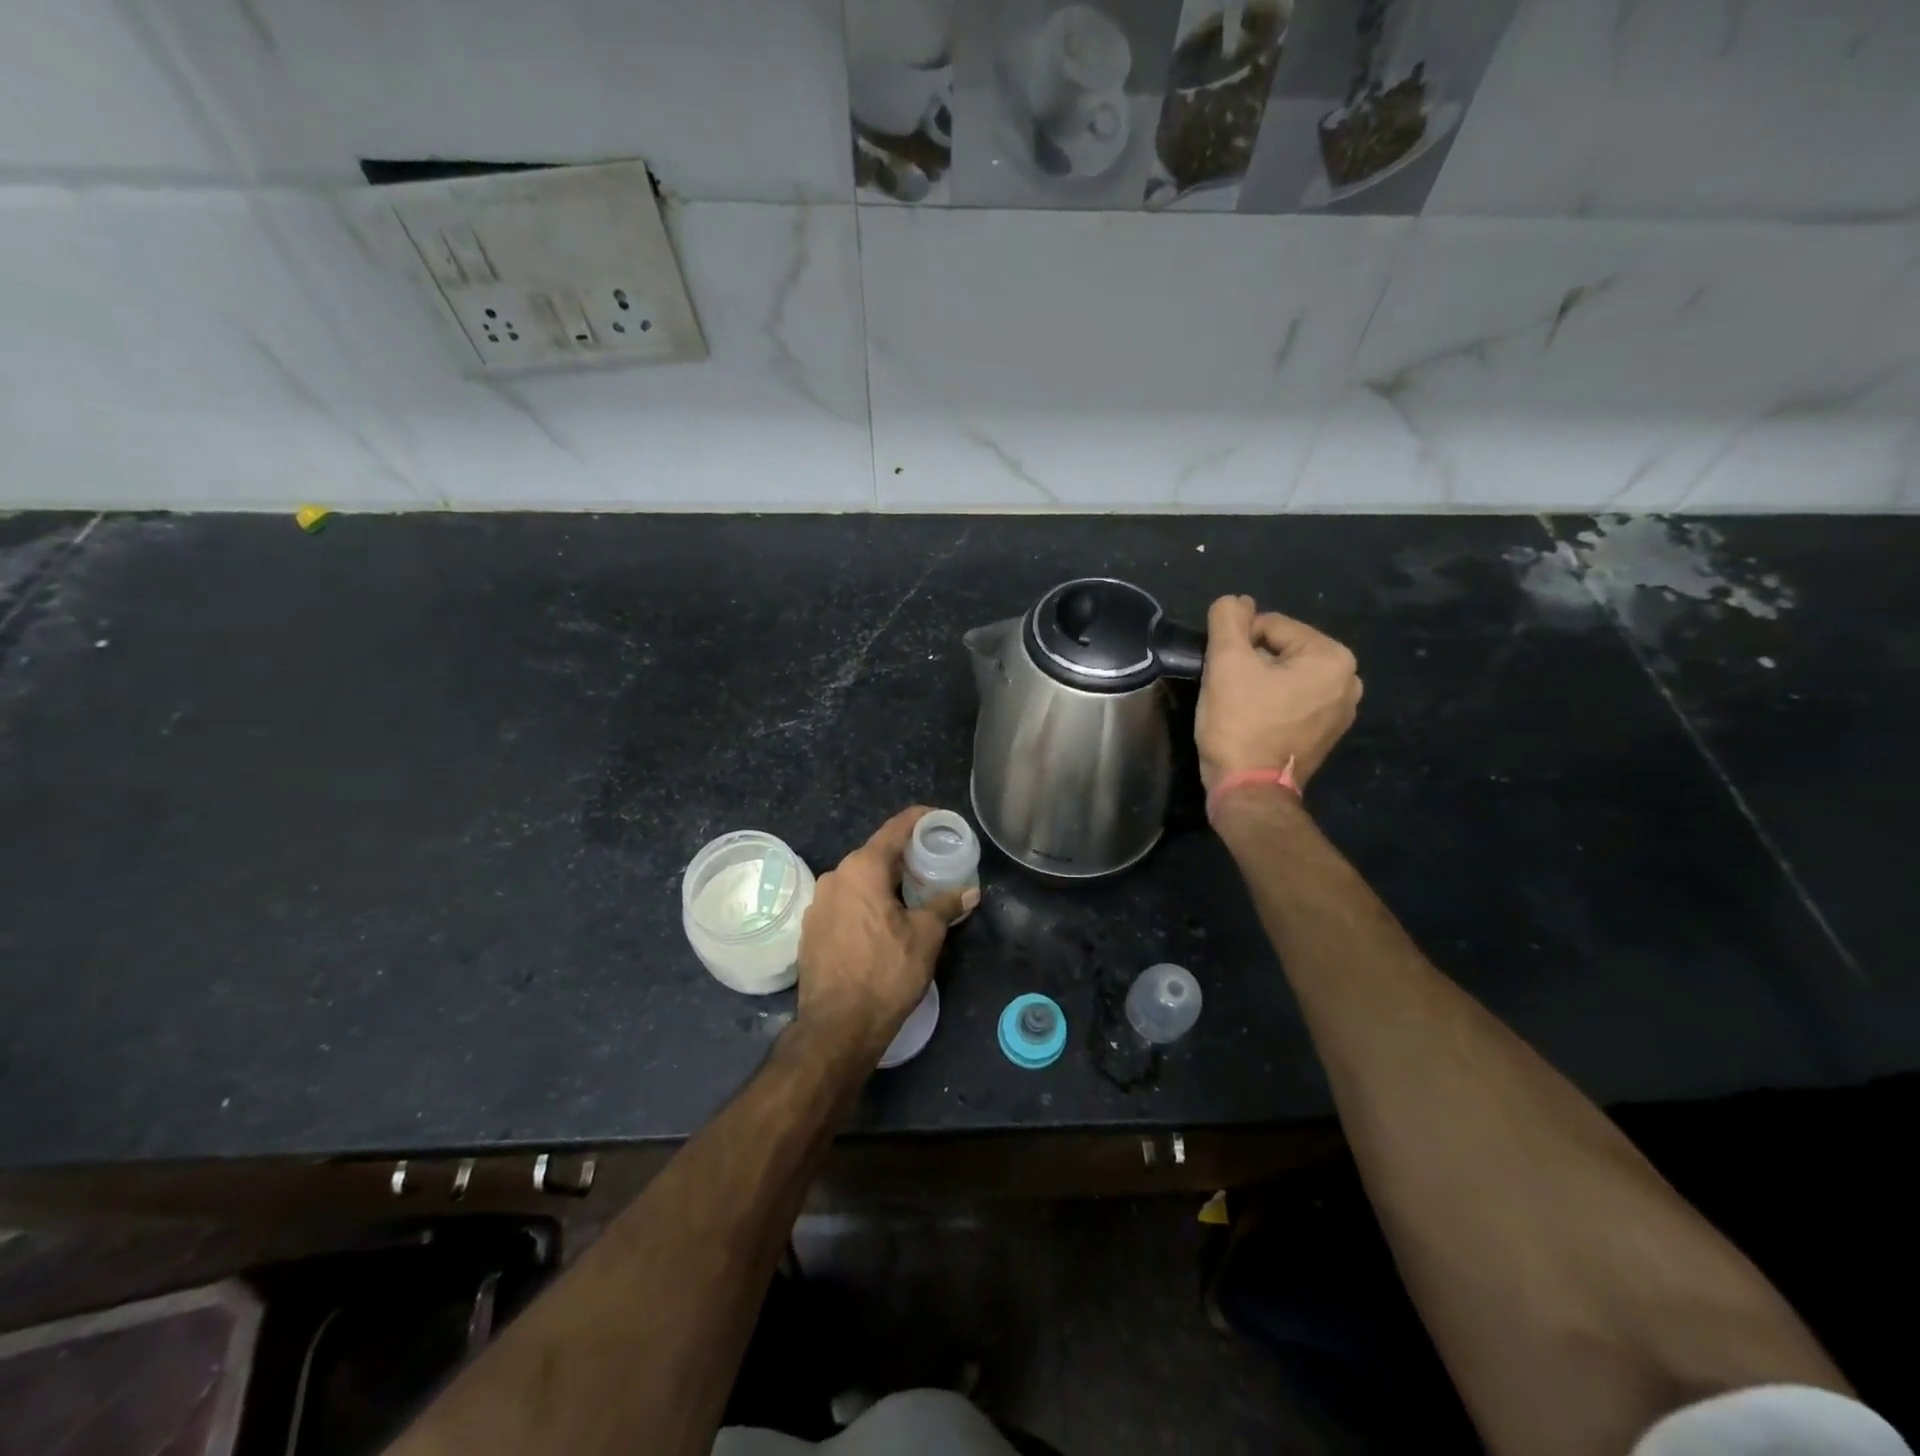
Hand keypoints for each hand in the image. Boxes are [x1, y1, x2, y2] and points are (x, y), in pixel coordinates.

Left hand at [796, 807, 978, 1056]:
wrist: (837, 1027)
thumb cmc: (886, 973)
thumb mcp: (926, 937)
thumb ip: (946, 906)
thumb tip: (969, 891)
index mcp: (862, 869)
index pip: (895, 829)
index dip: (919, 819)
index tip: (939, 819)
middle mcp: (835, 877)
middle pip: (875, 854)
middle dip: (905, 856)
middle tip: (933, 863)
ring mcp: (818, 904)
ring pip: (859, 880)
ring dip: (885, 881)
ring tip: (912, 894)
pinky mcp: (811, 929)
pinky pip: (845, 902)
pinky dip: (866, 902)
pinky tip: (883, 921)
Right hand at [1195, 596, 1361, 792]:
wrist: (1248, 790)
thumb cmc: (1239, 724)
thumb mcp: (1225, 663)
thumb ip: (1228, 620)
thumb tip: (1235, 600)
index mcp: (1332, 657)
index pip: (1270, 626)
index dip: (1238, 645)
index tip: (1223, 673)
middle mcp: (1349, 680)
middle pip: (1281, 650)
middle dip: (1251, 663)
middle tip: (1229, 691)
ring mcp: (1342, 710)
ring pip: (1286, 676)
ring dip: (1259, 683)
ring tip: (1240, 707)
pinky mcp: (1328, 733)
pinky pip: (1295, 701)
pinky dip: (1273, 703)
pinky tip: (1255, 721)